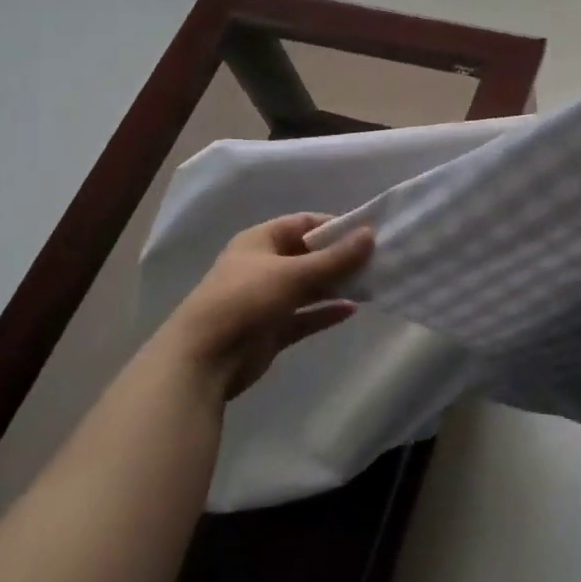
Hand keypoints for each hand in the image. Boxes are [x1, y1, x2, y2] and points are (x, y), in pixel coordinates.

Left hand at [155, 214, 374, 400]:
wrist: (204, 358)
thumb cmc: (245, 299)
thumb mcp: (293, 273)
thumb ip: (335, 257)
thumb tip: (371, 234)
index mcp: (260, 241)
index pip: (303, 223)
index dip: (334, 226)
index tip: (366, 232)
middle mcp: (263, 266)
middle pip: (308, 255)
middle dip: (339, 258)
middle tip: (376, 260)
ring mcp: (266, 299)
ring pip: (308, 287)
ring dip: (335, 285)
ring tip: (371, 284)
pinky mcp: (271, 329)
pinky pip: (304, 316)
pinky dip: (325, 312)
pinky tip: (352, 310)